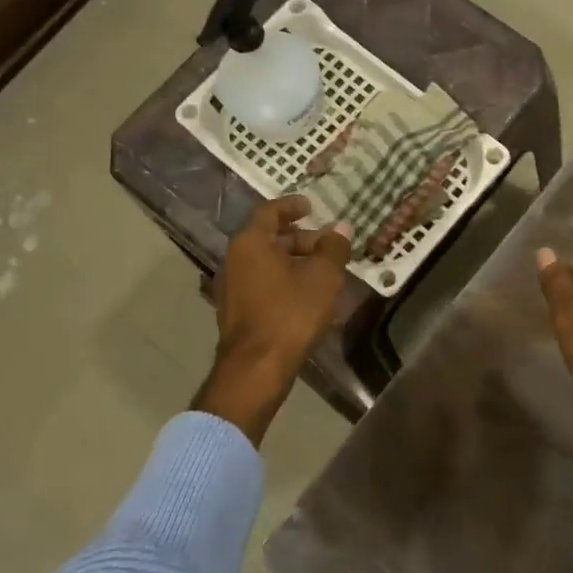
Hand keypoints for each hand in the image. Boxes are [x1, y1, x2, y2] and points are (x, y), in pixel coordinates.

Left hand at [197, 196, 351, 442]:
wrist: (257, 366)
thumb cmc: (291, 312)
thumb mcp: (323, 276)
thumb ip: (333, 248)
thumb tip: (341, 229)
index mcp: (251, 242)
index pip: (270, 211)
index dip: (292, 206)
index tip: (311, 206)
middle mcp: (235, 259)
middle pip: (268, 238)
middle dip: (300, 238)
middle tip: (327, 244)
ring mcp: (232, 286)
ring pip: (265, 262)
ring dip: (293, 261)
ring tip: (322, 270)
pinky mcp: (236, 310)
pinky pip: (262, 282)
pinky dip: (283, 279)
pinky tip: (307, 294)